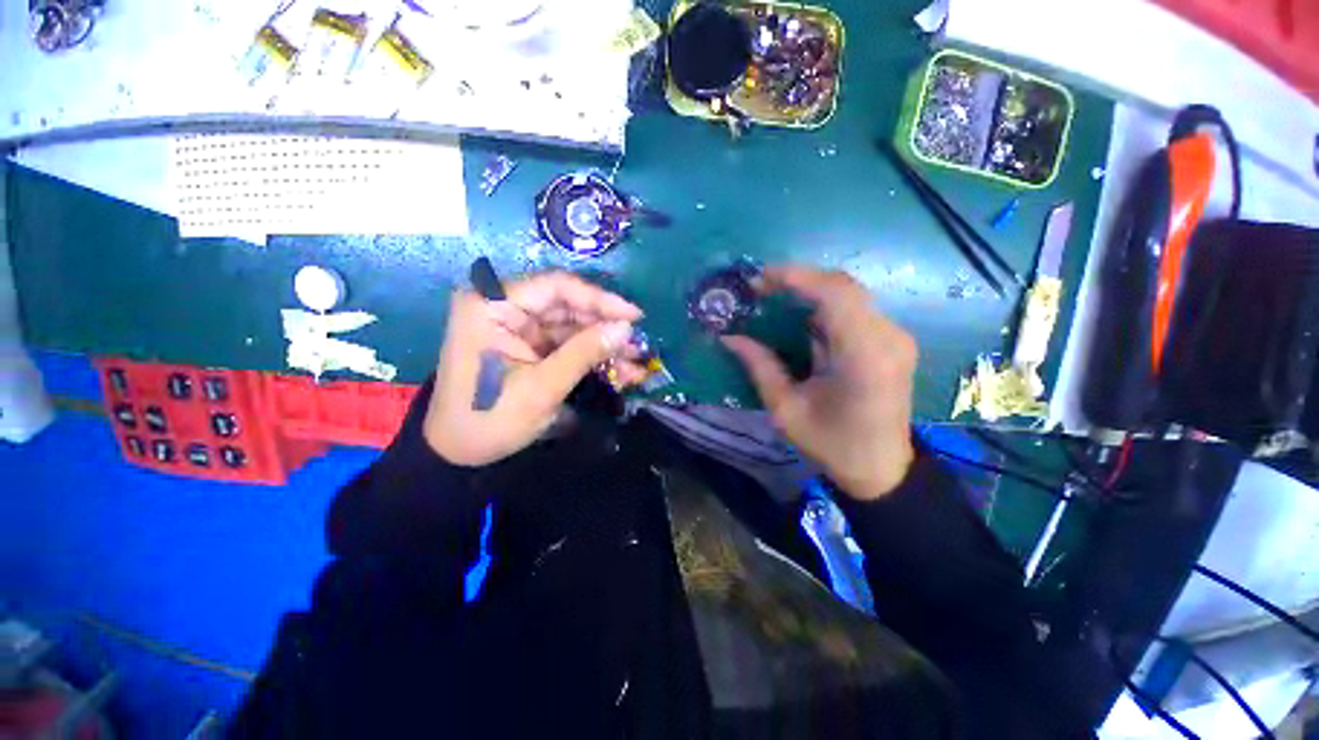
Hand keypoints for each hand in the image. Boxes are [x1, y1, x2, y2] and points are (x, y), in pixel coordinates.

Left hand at [424, 272, 645, 466]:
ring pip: (572, 326)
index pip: (555, 287)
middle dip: (605, 327)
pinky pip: (566, 343)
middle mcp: (504, 306)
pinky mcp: (528, 345)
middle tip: (638, 345)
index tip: (634, 317)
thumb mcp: (542, 387)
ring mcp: (517, 326)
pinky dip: (591, 356)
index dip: (599, 299)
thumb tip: (626, 328)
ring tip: (635, 362)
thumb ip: (584, 353)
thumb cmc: (490, 417)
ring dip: (603, 344)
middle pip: (567, 306)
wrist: (459, 453)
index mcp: (492, 305)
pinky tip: (619, 369)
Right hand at [723, 266, 917, 499]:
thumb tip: (730, 337)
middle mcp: (887, 338)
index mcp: (863, 357)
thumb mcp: (785, 410)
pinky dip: (823, 305)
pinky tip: (799, 316)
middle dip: (799, 280)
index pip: (835, 295)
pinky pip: (854, 309)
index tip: (760, 278)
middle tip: (761, 287)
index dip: (797, 278)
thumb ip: (759, 367)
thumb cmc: (831, 444)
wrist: (882, 468)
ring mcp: (895, 337)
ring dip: (810, 290)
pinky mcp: (892, 341)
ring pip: (849, 294)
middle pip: (843, 286)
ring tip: (774, 297)